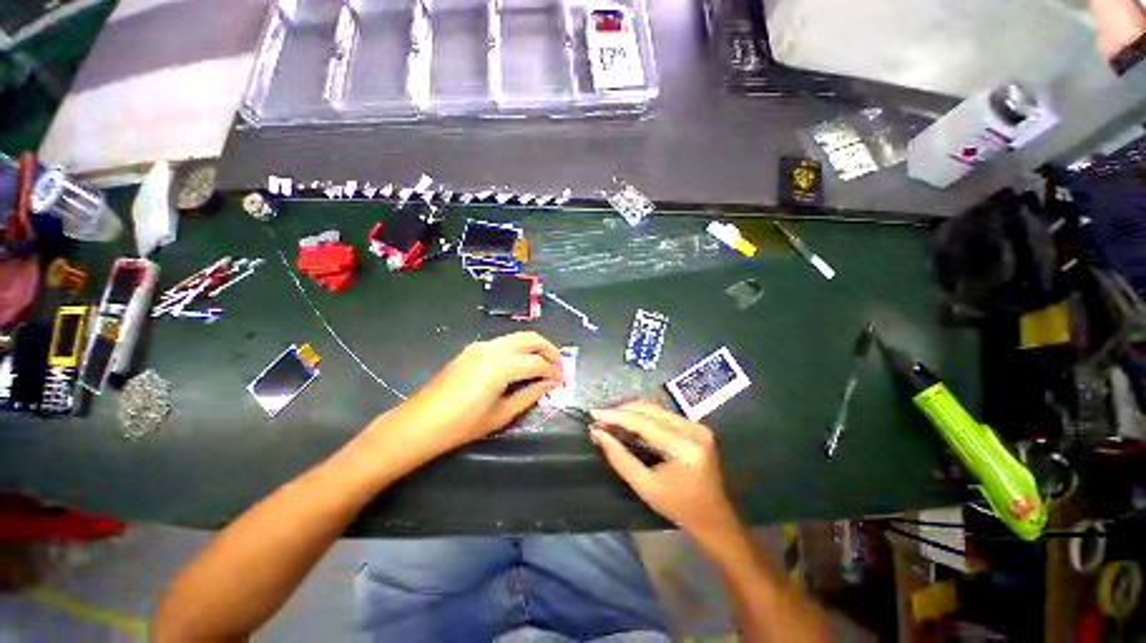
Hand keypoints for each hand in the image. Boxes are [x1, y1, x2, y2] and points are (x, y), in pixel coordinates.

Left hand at [379, 332, 562, 461]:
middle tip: (559, 366)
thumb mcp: (501, 414)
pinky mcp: (472, 349)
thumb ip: (530, 394)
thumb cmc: (462, 425)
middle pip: (530, 338)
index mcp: (500, 366)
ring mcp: (480, 346)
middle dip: (549, 349)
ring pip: (517, 337)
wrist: (419, 424)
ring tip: (543, 365)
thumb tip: (551, 383)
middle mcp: (492, 348)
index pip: (537, 362)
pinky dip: (519, 349)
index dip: (553, 371)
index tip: (563, 380)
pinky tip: (522, 364)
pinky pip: (504, 343)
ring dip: (534, 347)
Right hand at [589, 402, 741, 543]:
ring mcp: (697, 427)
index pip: (644, 423)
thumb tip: (598, 434)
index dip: (616, 416)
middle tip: (599, 417)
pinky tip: (628, 421)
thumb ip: (620, 458)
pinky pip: (663, 416)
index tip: (593, 414)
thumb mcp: (645, 487)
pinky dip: (643, 417)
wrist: (714, 519)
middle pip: (650, 411)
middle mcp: (694, 430)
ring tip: (609, 418)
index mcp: (685, 447)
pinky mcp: (696, 428)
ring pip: (656, 410)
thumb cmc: (678, 508)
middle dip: (622, 411)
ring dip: (631, 412)